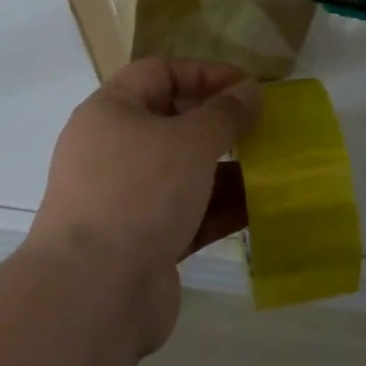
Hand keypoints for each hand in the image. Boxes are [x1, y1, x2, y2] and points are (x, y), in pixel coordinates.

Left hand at [29, 58, 260, 352]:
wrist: (94, 292)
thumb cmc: (140, 192)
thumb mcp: (190, 141)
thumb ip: (225, 113)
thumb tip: (250, 90)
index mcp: (110, 112)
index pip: (159, 73)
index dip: (205, 73)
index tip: (249, 86)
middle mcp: (112, 150)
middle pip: (171, 122)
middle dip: (219, 123)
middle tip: (262, 127)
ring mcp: (125, 198)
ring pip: (182, 172)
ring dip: (225, 168)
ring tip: (271, 167)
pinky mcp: (141, 242)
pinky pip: (186, 213)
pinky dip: (218, 208)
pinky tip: (259, 208)